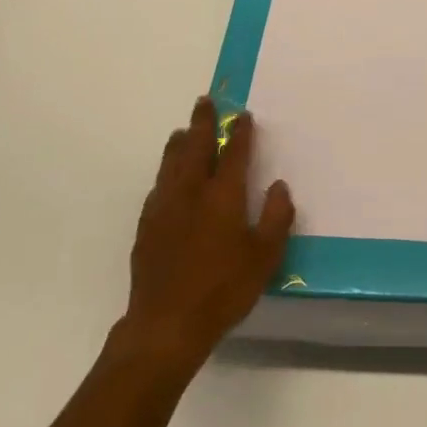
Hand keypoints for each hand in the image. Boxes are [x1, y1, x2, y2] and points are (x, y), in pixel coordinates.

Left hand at [118, 97, 293, 375]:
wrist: (166, 325)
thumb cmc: (223, 290)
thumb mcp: (264, 258)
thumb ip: (275, 218)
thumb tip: (279, 186)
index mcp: (223, 196)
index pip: (233, 153)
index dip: (240, 132)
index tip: (243, 115)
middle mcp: (191, 193)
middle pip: (196, 147)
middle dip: (202, 123)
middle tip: (204, 102)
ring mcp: (164, 208)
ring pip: (171, 164)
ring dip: (179, 143)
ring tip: (182, 131)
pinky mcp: (147, 228)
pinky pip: (157, 188)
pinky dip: (164, 174)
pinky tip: (166, 180)